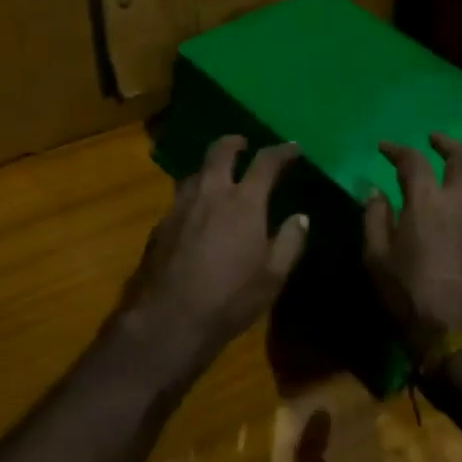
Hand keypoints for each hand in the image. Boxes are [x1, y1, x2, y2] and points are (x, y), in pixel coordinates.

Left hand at [117, 136, 308, 375]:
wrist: (168, 318)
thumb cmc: (229, 298)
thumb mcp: (272, 277)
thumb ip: (290, 241)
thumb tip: (301, 217)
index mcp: (243, 202)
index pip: (266, 162)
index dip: (282, 151)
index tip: (292, 148)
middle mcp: (210, 193)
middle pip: (220, 151)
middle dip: (234, 142)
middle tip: (244, 144)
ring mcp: (180, 205)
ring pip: (196, 172)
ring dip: (211, 167)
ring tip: (220, 177)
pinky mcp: (161, 223)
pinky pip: (181, 197)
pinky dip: (195, 195)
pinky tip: (197, 213)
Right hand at [362, 133, 461, 362]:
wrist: (456, 339)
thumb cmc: (408, 298)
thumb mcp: (376, 259)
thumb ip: (374, 219)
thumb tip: (375, 190)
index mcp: (426, 202)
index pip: (413, 161)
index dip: (397, 149)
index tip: (385, 147)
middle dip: (447, 144)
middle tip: (435, 140)